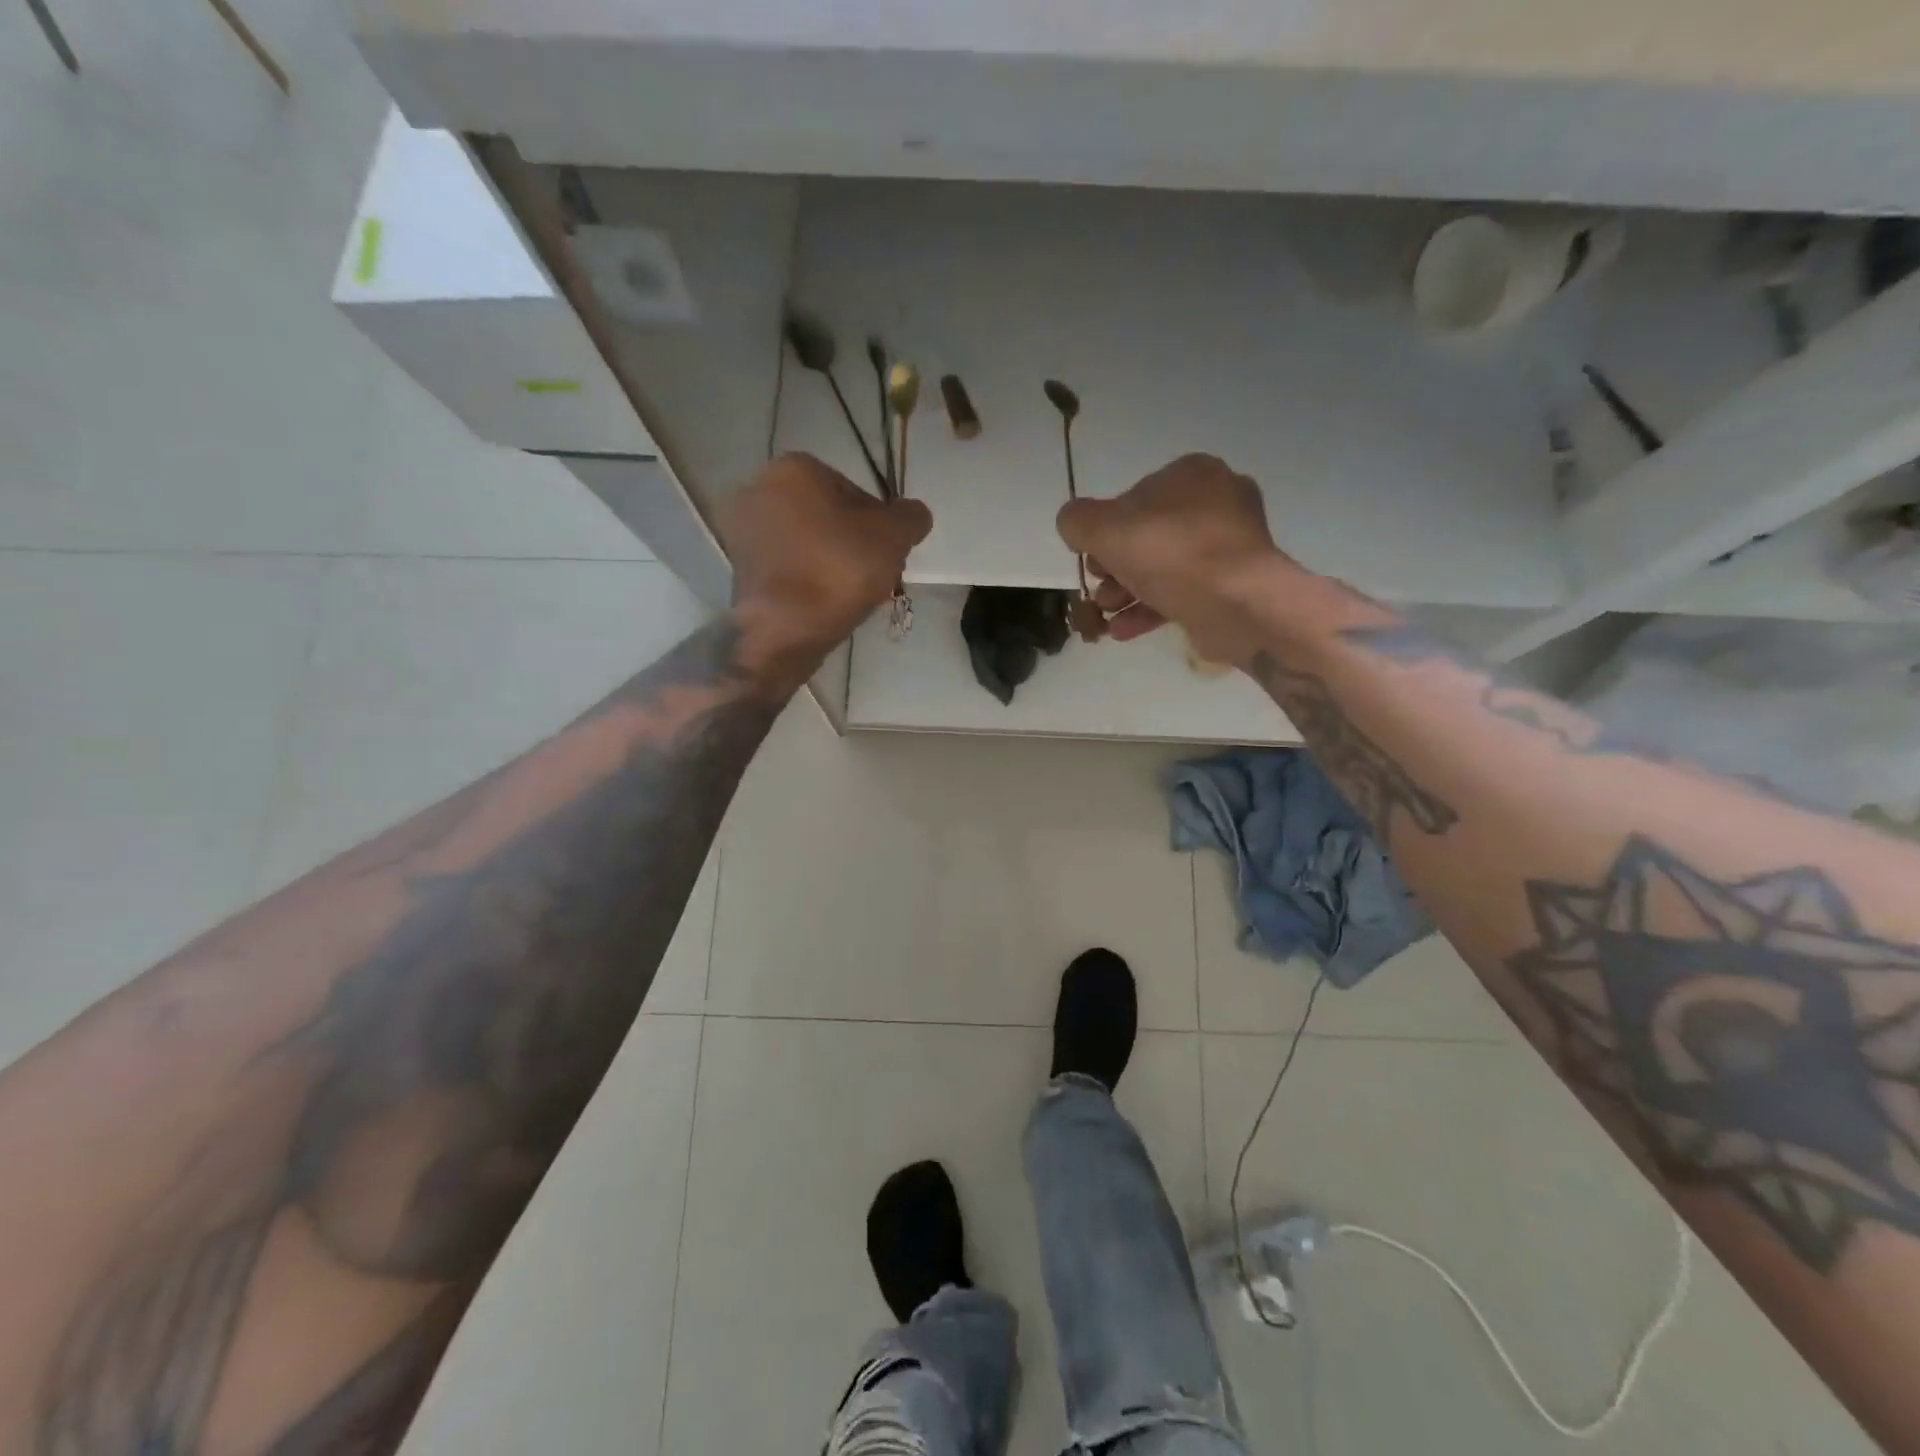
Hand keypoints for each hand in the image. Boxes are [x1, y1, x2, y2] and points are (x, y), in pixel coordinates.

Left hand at [722, 453, 931, 666]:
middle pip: (826, 515)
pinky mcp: (737, 566)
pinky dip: (805, 577)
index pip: (854, 491)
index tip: (887, 554)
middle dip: (850, 541)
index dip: (878, 524)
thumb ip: (911, 517)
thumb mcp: (894, 537)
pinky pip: (785, 564)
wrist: (785, 629)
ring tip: (848, 593)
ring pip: (804, 540)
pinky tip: (821, 601)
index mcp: (794, 467)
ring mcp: (741, 529)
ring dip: (828, 560)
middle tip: (870, 574)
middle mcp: (758, 487)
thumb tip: (912, 515)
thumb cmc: (839, 569)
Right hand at [1056, 454, 1292, 664]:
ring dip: (1127, 593)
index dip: (1104, 531)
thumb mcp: (1104, 529)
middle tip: (1098, 590)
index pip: (1133, 498)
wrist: (1238, 604)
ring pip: (1164, 567)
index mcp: (1191, 474)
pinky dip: (1151, 609)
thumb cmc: (1171, 554)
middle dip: (1114, 568)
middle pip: (1148, 536)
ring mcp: (1230, 545)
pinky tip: (1123, 631)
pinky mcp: (1234, 584)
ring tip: (1105, 615)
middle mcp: (1217, 502)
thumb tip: (1073, 524)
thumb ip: (1077, 521)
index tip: (1091, 560)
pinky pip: (1184, 592)